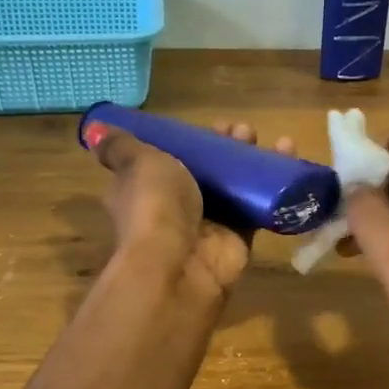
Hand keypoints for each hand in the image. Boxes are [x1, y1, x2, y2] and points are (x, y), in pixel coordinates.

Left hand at [87, 120, 295, 298]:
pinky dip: (275, 185)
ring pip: (234, 187)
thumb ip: (121, 147)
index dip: (191, 139)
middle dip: (228, 147)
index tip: (212, 125)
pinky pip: (258, 207)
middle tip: (245, 132)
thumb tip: (97, 131)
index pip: (169, 158)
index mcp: (144, 189)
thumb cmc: (154, 205)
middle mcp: (174, 208)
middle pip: (206, 170)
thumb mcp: (136, 163)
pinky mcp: (237, 238)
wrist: (180, 263)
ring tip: (274, 143)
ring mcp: (207, 224)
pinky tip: (290, 161)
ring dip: (253, 163)